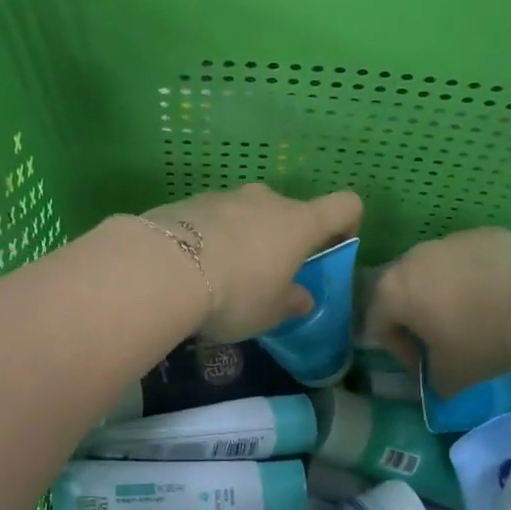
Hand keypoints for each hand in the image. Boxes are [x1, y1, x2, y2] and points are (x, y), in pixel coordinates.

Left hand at [143, 184, 362, 341]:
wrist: (163, 269)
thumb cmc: (235, 294)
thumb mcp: (270, 312)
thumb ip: (291, 302)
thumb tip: (301, 298)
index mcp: (300, 223)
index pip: (344, 205)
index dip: (347, 223)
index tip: (333, 247)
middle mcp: (266, 200)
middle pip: (288, 212)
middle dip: (282, 240)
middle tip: (265, 277)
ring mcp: (224, 197)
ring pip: (246, 214)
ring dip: (242, 238)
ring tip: (220, 276)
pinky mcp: (188, 202)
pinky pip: (210, 219)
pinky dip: (209, 237)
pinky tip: (191, 269)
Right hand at [368, 228, 510, 394]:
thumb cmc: (482, 341)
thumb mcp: (450, 375)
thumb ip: (432, 376)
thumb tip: (437, 378)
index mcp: (393, 290)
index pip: (380, 325)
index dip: (400, 351)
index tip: (425, 367)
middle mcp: (414, 257)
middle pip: (406, 290)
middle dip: (420, 315)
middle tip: (446, 340)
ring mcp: (452, 239)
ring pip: (440, 270)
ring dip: (449, 292)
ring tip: (479, 315)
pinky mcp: (487, 232)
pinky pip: (473, 258)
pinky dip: (479, 275)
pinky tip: (503, 296)